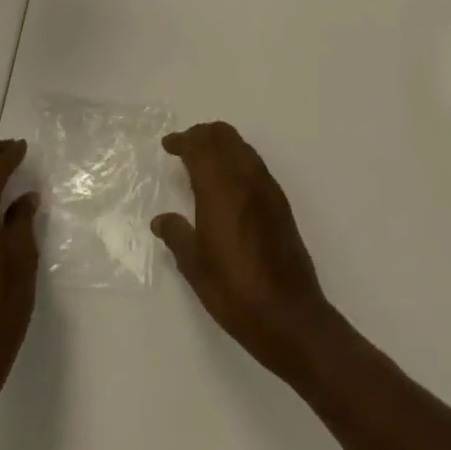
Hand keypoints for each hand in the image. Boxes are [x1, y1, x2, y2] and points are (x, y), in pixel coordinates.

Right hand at [152, 122, 334, 380]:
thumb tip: (161, 220)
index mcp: (220, 188)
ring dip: (222, 144)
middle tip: (185, 146)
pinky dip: (238, 159)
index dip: (183, 140)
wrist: (289, 314)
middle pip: (224, 136)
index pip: (200, 146)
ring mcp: (266, 188)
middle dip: (202, 134)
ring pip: (242, 146)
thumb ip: (177, 235)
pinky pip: (255, 164)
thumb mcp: (196, 266)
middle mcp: (245, 178)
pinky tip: (229, 183)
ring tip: (204, 160)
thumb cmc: (235, 291)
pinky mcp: (280, 202)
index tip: (168, 145)